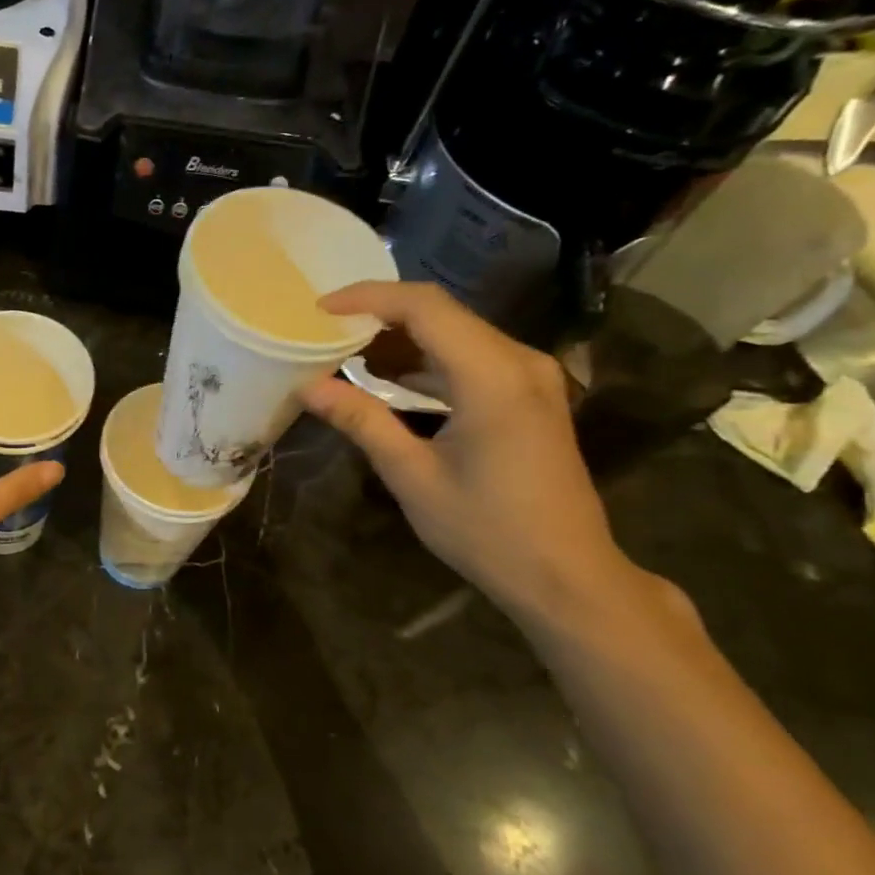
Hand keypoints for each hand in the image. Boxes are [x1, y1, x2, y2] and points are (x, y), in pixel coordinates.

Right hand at [301, 282, 641, 625]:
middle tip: (326, 332)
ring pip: (458, 333)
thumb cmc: (486, 530)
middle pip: (443, 313)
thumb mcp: (412, 476)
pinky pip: (473, 357)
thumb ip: (362, 421)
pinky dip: (429, 360)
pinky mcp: (531, 396)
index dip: (368, 298)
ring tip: (348, 354)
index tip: (320, 309)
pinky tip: (392, 378)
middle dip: (380, 315)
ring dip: (403, 337)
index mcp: (493, 377)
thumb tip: (308, 388)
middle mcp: (520, 362)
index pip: (425, 307)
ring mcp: (532, 377)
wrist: (566, 576)